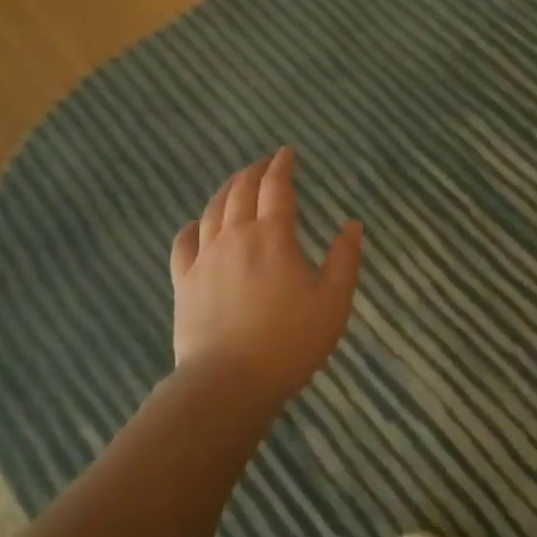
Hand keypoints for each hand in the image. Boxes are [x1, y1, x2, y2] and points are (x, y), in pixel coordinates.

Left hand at [169, 147, 362, 409]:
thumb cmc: (290, 342)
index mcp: (273, 236)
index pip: (276, 187)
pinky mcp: (184, 281)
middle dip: (254, 171)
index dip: (282, 166)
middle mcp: (235, 236)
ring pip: (213, 210)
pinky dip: (193, 226)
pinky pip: (184, 243)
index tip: (287, 153)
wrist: (228, 382)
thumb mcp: (333, 302)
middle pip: (241, 191)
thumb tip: (352, 224)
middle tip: (264, 162)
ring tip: (235, 182)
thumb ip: (345, 260)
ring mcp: (205, 258)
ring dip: (226, 190)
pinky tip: (197, 225)